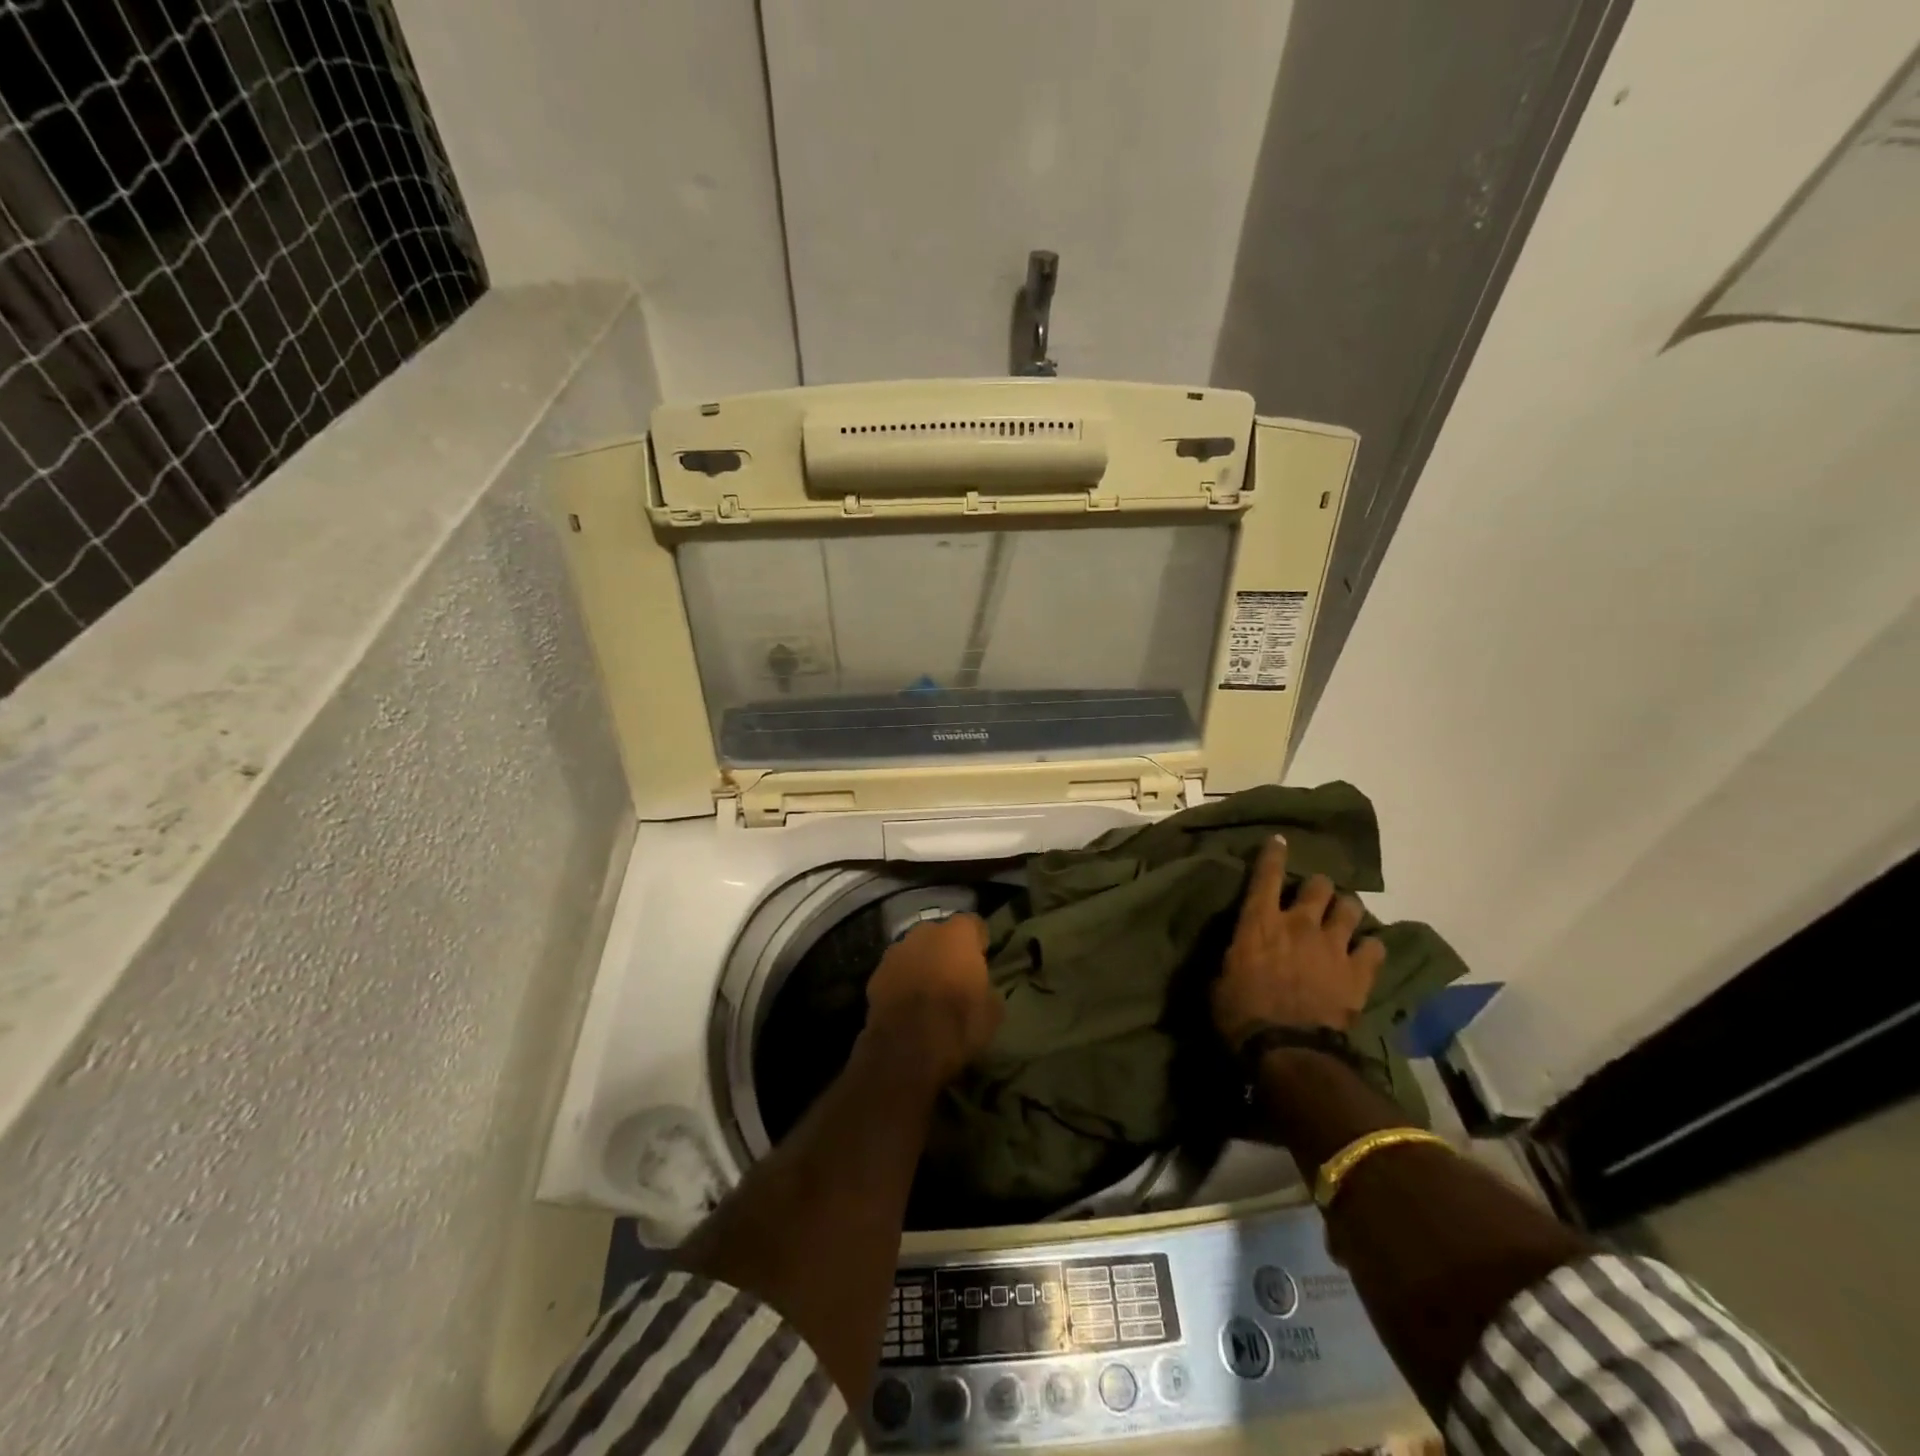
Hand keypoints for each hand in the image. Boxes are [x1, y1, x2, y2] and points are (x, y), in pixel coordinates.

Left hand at [864, 913, 1003, 1087]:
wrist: (907, 1048)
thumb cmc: (959, 1023)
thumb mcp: (993, 1011)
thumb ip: (988, 987)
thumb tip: (983, 987)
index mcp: (958, 934)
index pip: (974, 923)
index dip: (979, 940)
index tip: (982, 957)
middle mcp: (925, 932)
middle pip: (940, 934)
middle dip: (947, 949)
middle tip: (955, 975)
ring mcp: (896, 951)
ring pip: (914, 951)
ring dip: (921, 964)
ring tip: (928, 992)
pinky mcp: (875, 974)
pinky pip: (895, 972)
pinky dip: (901, 982)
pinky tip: (906, 1006)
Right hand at [1213, 836, 1383, 1050]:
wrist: (1287, 1049)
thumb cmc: (1241, 1014)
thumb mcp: (1220, 980)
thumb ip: (1232, 958)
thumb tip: (1234, 956)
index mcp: (1259, 922)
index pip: (1265, 875)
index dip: (1273, 854)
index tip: (1279, 840)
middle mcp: (1299, 923)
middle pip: (1318, 886)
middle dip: (1317, 887)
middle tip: (1315, 896)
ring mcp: (1333, 945)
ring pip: (1350, 908)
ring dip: (1346, 910)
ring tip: (1343, 917)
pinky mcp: (1358, 972)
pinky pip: (1375, 947)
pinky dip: (1370, 947)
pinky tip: (1366, 952)